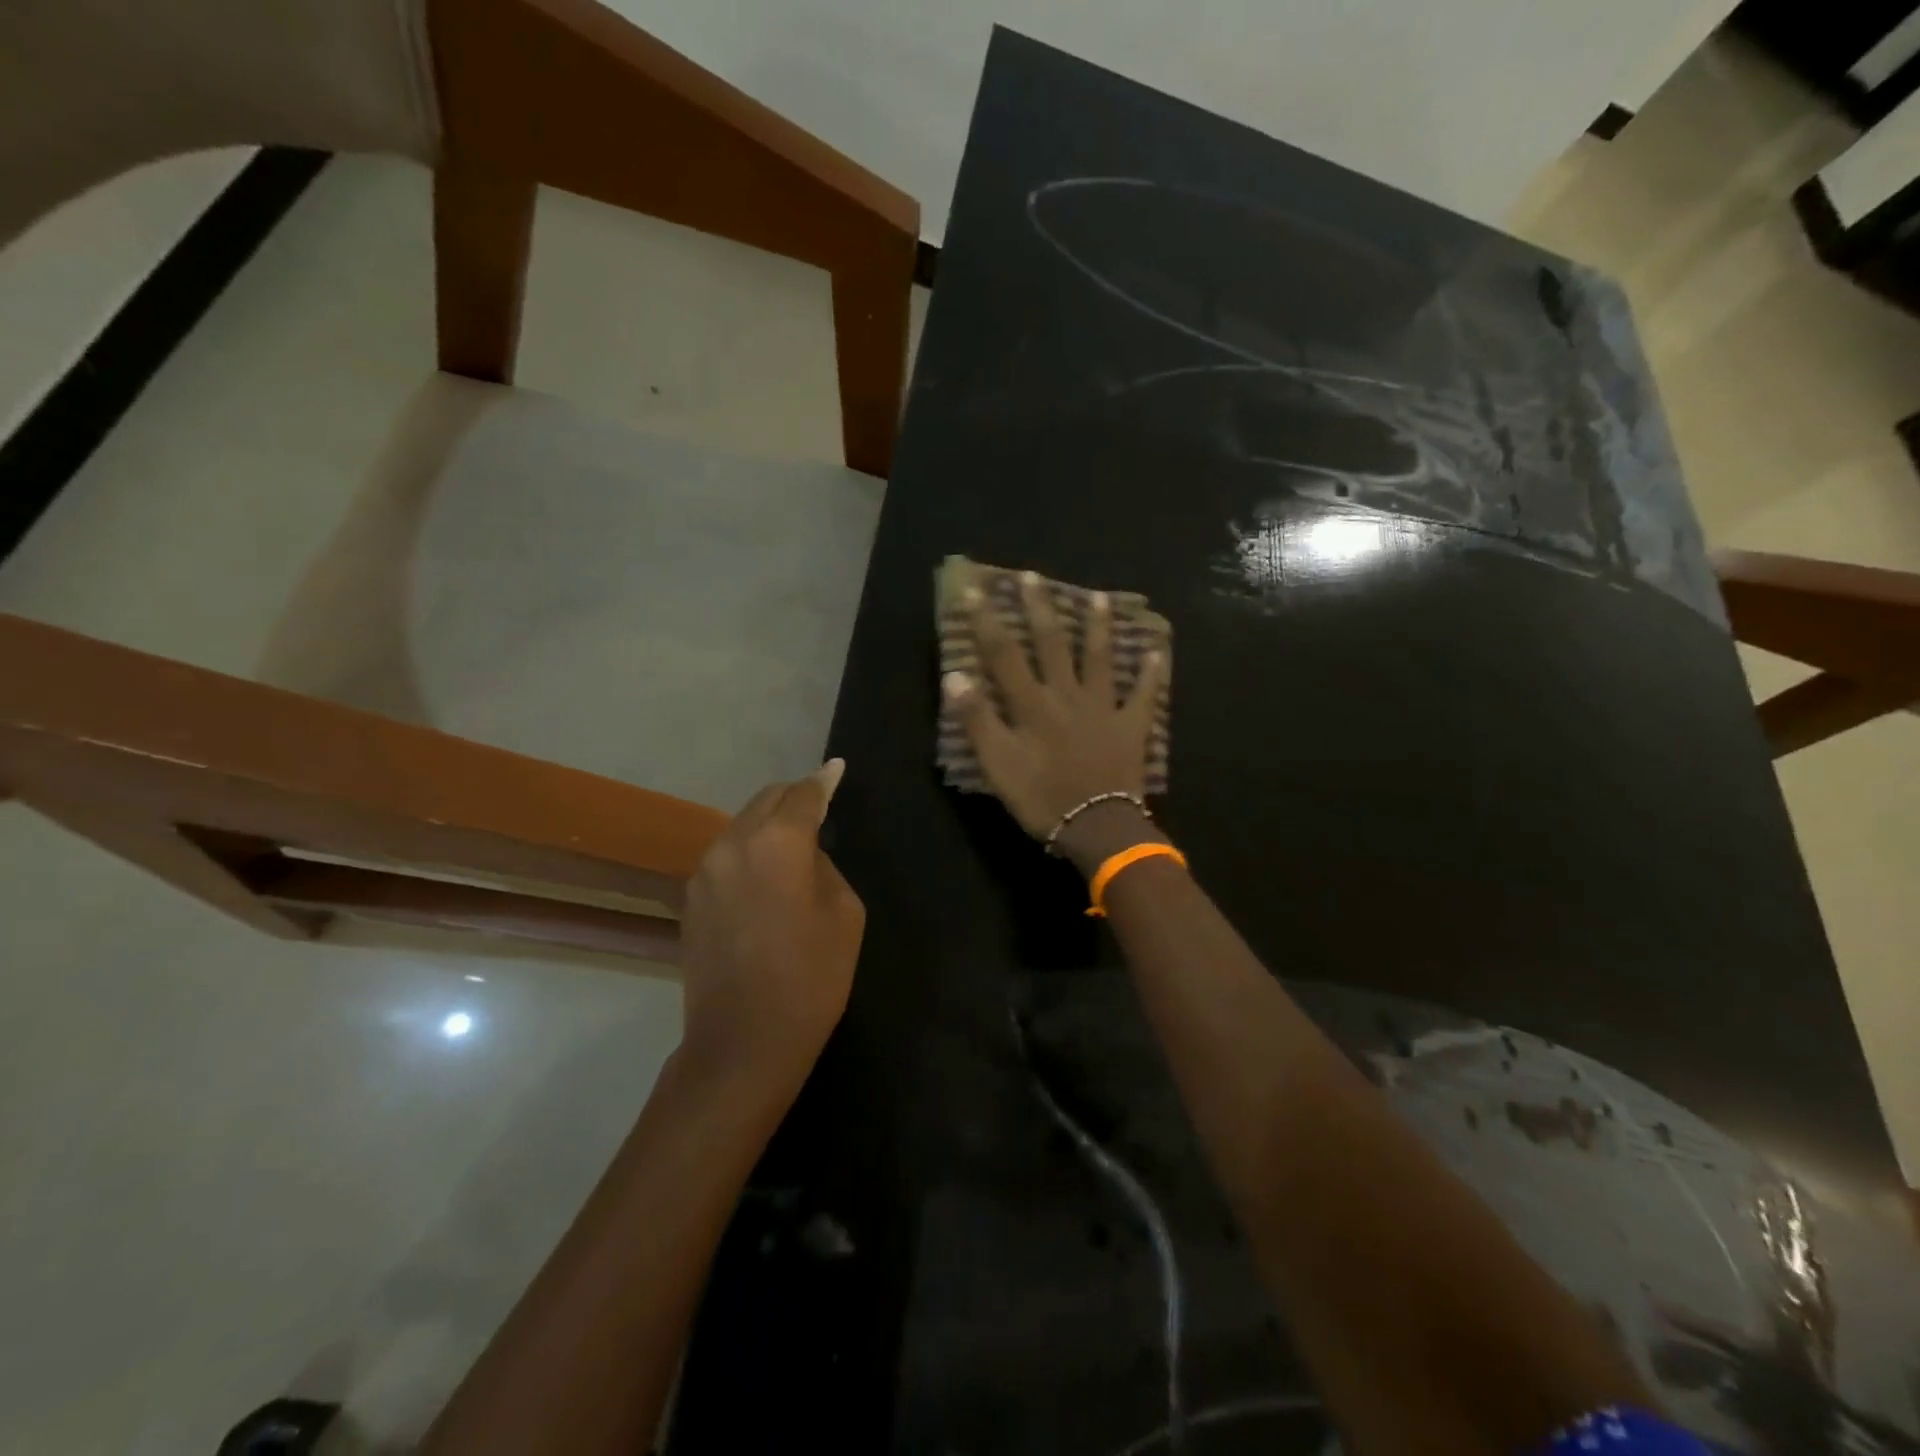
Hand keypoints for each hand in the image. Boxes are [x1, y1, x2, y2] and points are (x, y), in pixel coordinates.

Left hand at [677, 761, 865, 1090]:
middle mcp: (733, 843)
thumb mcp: (844, 914)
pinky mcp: (690, 899)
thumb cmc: (811, 977)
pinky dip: (748, 853)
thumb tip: (805, 855)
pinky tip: (764, 877)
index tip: (836, 769)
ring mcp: (704, 871)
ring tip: (792, 844)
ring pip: (741, 827)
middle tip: (818, 805)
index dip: (823, 781)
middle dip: (793, 798)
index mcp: (778, 841)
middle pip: (766, 801)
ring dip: (768, 825)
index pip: (803, 794)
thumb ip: (825, 867)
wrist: (743, 1041)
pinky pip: (725, 857)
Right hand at [944, 570, 1166, 847]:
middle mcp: (1067, 694)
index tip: (975, 590)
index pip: (1004, 654)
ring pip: (1100, 658)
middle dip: (1039, 608)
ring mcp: (1103, 707)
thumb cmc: (1041, 798)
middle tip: (1033, 576)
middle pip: (1052, 644)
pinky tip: (1159, 651)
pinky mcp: (1131, 726)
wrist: (1098, 826)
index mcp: (1032, 704)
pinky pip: (1144, 694)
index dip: (987, 621)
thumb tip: (956, 675)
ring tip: (1099, 597)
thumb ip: (977, 719)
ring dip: (1098, 626)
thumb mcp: (998, 764)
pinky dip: (1153, 673)